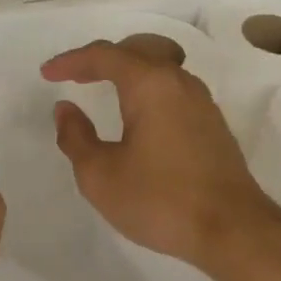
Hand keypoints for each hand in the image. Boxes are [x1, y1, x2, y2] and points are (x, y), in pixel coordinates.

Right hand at [42, 39, 280, 280]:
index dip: (71, 61)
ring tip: (102, 87)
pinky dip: (147, 89)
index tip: (47, 74)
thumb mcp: (101, 175)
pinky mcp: (212, 123)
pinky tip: (138, 114)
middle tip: (73, 75)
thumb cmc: (160, 200)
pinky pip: (172, 89)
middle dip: (100, 59)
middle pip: (135, 52)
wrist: (233, 229)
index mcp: (150, 83)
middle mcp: (178, 81)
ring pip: (158, 68)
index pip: (104, 56)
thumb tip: (66, 109)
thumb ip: (76, 137)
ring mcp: (201, 101)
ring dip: (127, 71)